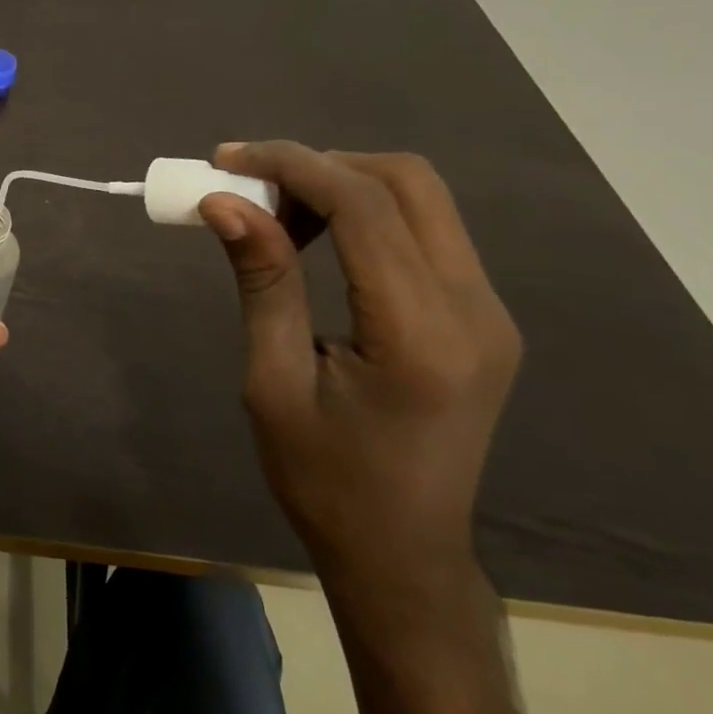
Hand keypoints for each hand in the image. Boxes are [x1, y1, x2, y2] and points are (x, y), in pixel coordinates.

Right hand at [198, 142, 520, 597]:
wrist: (404, 553)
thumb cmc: (325, 480)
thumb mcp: (273, 382)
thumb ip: (262, 281)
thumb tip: (224, 203)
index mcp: (421, 334)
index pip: (364, 206)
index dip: (291, 165)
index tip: (226, 160)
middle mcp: (474, 309)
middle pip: (406, 181)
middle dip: (320, 164)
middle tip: (252, 188)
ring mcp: (488, 310)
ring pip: (419, 197)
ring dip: (342, 184)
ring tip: (278, 215)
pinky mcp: (482, 315)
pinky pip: (425, 229)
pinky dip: (365, 212)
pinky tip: (319, 239)